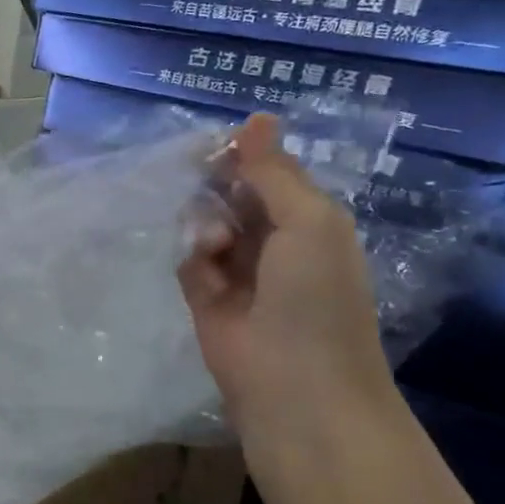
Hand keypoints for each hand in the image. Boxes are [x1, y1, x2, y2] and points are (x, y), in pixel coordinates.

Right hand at [177, 115, 396, 442]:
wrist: (295, 385)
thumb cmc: (315, 297)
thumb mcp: (309, 222)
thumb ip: (274, 173)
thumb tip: (256, 118)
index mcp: (307, 219)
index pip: (268, 172)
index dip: (242, 154)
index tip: (214, 144)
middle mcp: (272, 239)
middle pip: (230, 193)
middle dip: (217, 185)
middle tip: (202, 183)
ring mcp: (236, 270)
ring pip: (204, 221)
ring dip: (205, 223)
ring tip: (215, 243)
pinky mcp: (204, 296)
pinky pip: (188, 257)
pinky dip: (192, 254)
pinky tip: (204, 264)